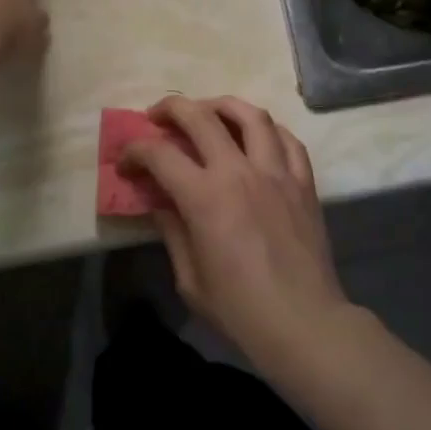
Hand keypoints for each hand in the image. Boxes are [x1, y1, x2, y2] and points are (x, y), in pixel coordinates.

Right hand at [119, 95, 355, 375]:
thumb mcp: (190, 278)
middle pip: (200, 116)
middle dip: (170, 108)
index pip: (160, 154)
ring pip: (250, 115)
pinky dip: (267, 129)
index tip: (125, 162)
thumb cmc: (240, 310)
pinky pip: (287, 138)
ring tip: (208, 112)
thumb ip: (172, 229)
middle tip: (156, 115)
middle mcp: (240, 171)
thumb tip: (159, 200)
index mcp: (205, 197)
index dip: (135, 151)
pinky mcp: (304, 182)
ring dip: (222, 105)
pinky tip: (256, 136)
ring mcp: (277, 172)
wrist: (304, 324)